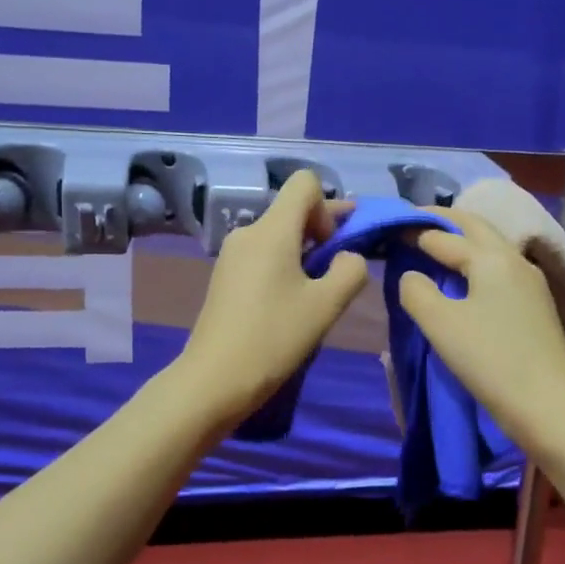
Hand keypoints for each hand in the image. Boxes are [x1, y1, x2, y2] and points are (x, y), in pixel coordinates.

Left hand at [175, 169, 369, 424]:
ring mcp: (232, 255)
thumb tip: (348, 258)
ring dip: (305, 254)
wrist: (214, 380)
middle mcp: (248, 232)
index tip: (332, 247)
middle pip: (292, 211)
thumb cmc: (273, 338)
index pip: (304, 183)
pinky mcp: (225, 277)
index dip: (328, 206)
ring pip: (279, 236)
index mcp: (271, 230)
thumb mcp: (326, 306)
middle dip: (322, 232)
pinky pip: (263, 256)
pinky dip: (284, 268)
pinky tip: (290, 305)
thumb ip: (350, 271)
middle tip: (341, 270)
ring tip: (317, 294)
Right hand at [397, 209, 564, 455]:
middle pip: (475, 227)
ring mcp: (530, 282)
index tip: (388, 230)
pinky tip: (465, 278)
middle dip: (444, 221)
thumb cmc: (490, 359)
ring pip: (491, 247)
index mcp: (491, 257)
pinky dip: (475, 262)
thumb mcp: (440, 324)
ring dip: (462, 240)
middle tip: (414, 222)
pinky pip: (499, 269)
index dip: (413, 231)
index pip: (443, 235)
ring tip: (435, 246)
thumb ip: (416, 291)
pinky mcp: (535, 306)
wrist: (550, 405)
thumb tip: (411, 275)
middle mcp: (514, 260)